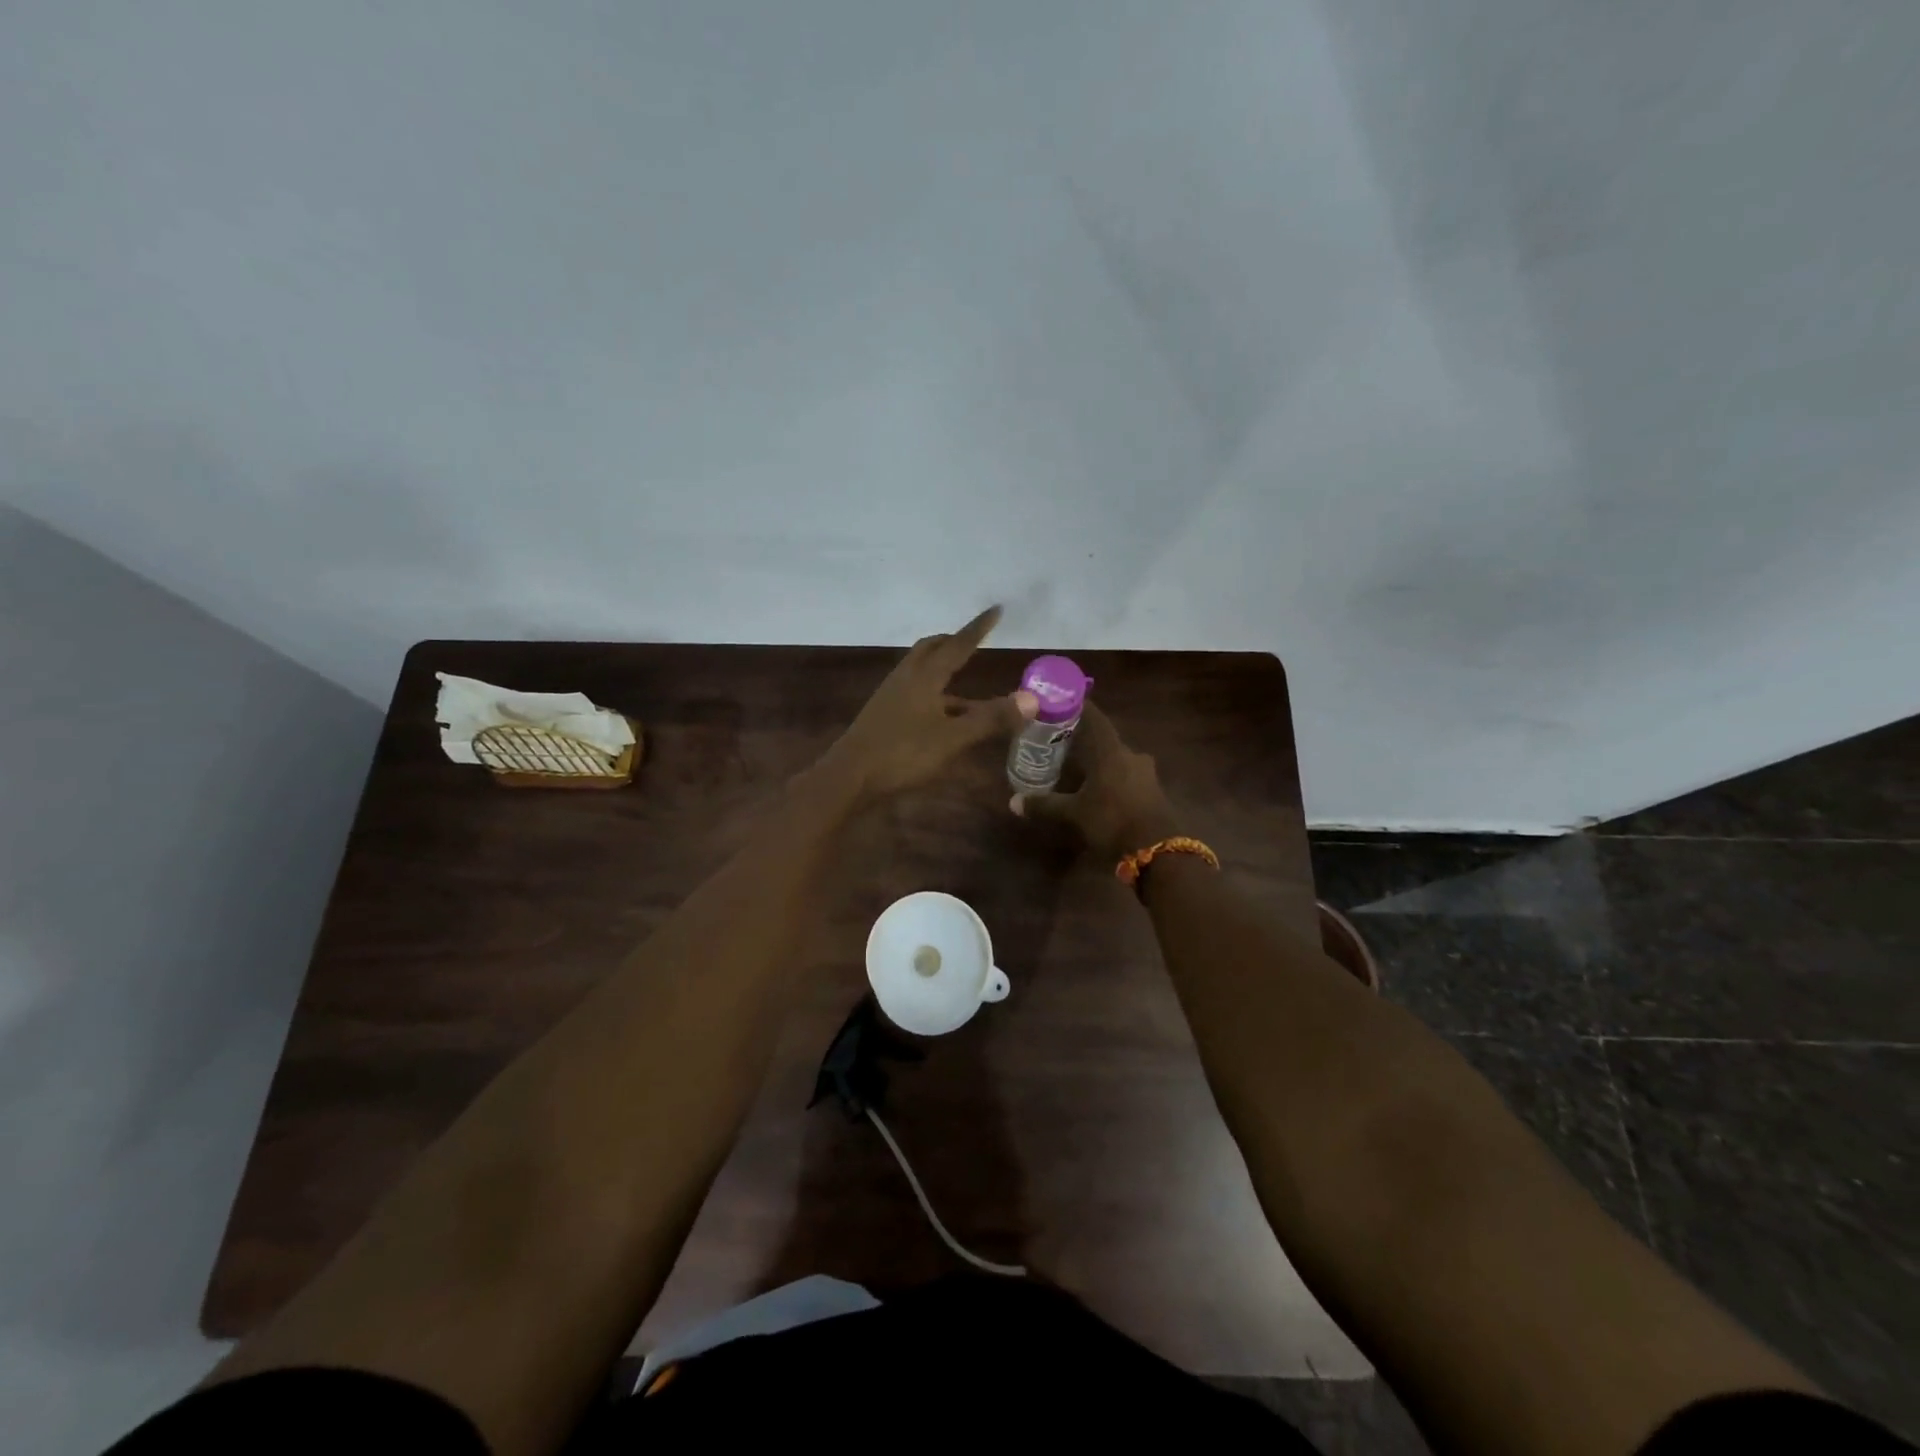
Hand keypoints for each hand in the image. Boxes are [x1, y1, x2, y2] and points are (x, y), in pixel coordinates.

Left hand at [822, 606, 1037, 799]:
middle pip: (931, 649)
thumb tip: (1032, 699)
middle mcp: (906, 678)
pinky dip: (935, 692)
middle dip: (953, 642)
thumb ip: (990, 719)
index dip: (978, 629)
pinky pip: (915, 691)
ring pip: (922, 671)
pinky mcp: (885, 714)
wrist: (850, 777)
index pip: (958, 645)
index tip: (995, 610)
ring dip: (943, 668)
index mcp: (924, 676)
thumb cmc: (903, 753)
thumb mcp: (952, 738)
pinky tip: (944, 713)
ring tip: (966, 678)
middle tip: (973, 640)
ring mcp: (892, 696)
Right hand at [1008, 702, 1177, 861]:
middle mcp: (1130, 754)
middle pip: (1104, 739)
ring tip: (1077, 767)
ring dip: (1099, 761)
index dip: (1078, 707)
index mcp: (1111, 751)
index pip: (1094, 717)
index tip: (1060, 703)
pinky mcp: (1152, 791)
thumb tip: (1013, 802)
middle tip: (1061, 741)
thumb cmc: (1112, 821)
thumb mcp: (1074, 814)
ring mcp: (1145, 773)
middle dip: (1084, 739)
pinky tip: (1098, 788)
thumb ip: (1045, 805)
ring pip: (1117, 758)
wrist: (1159, 851)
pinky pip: (1126, 776)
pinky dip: (1111, 777)